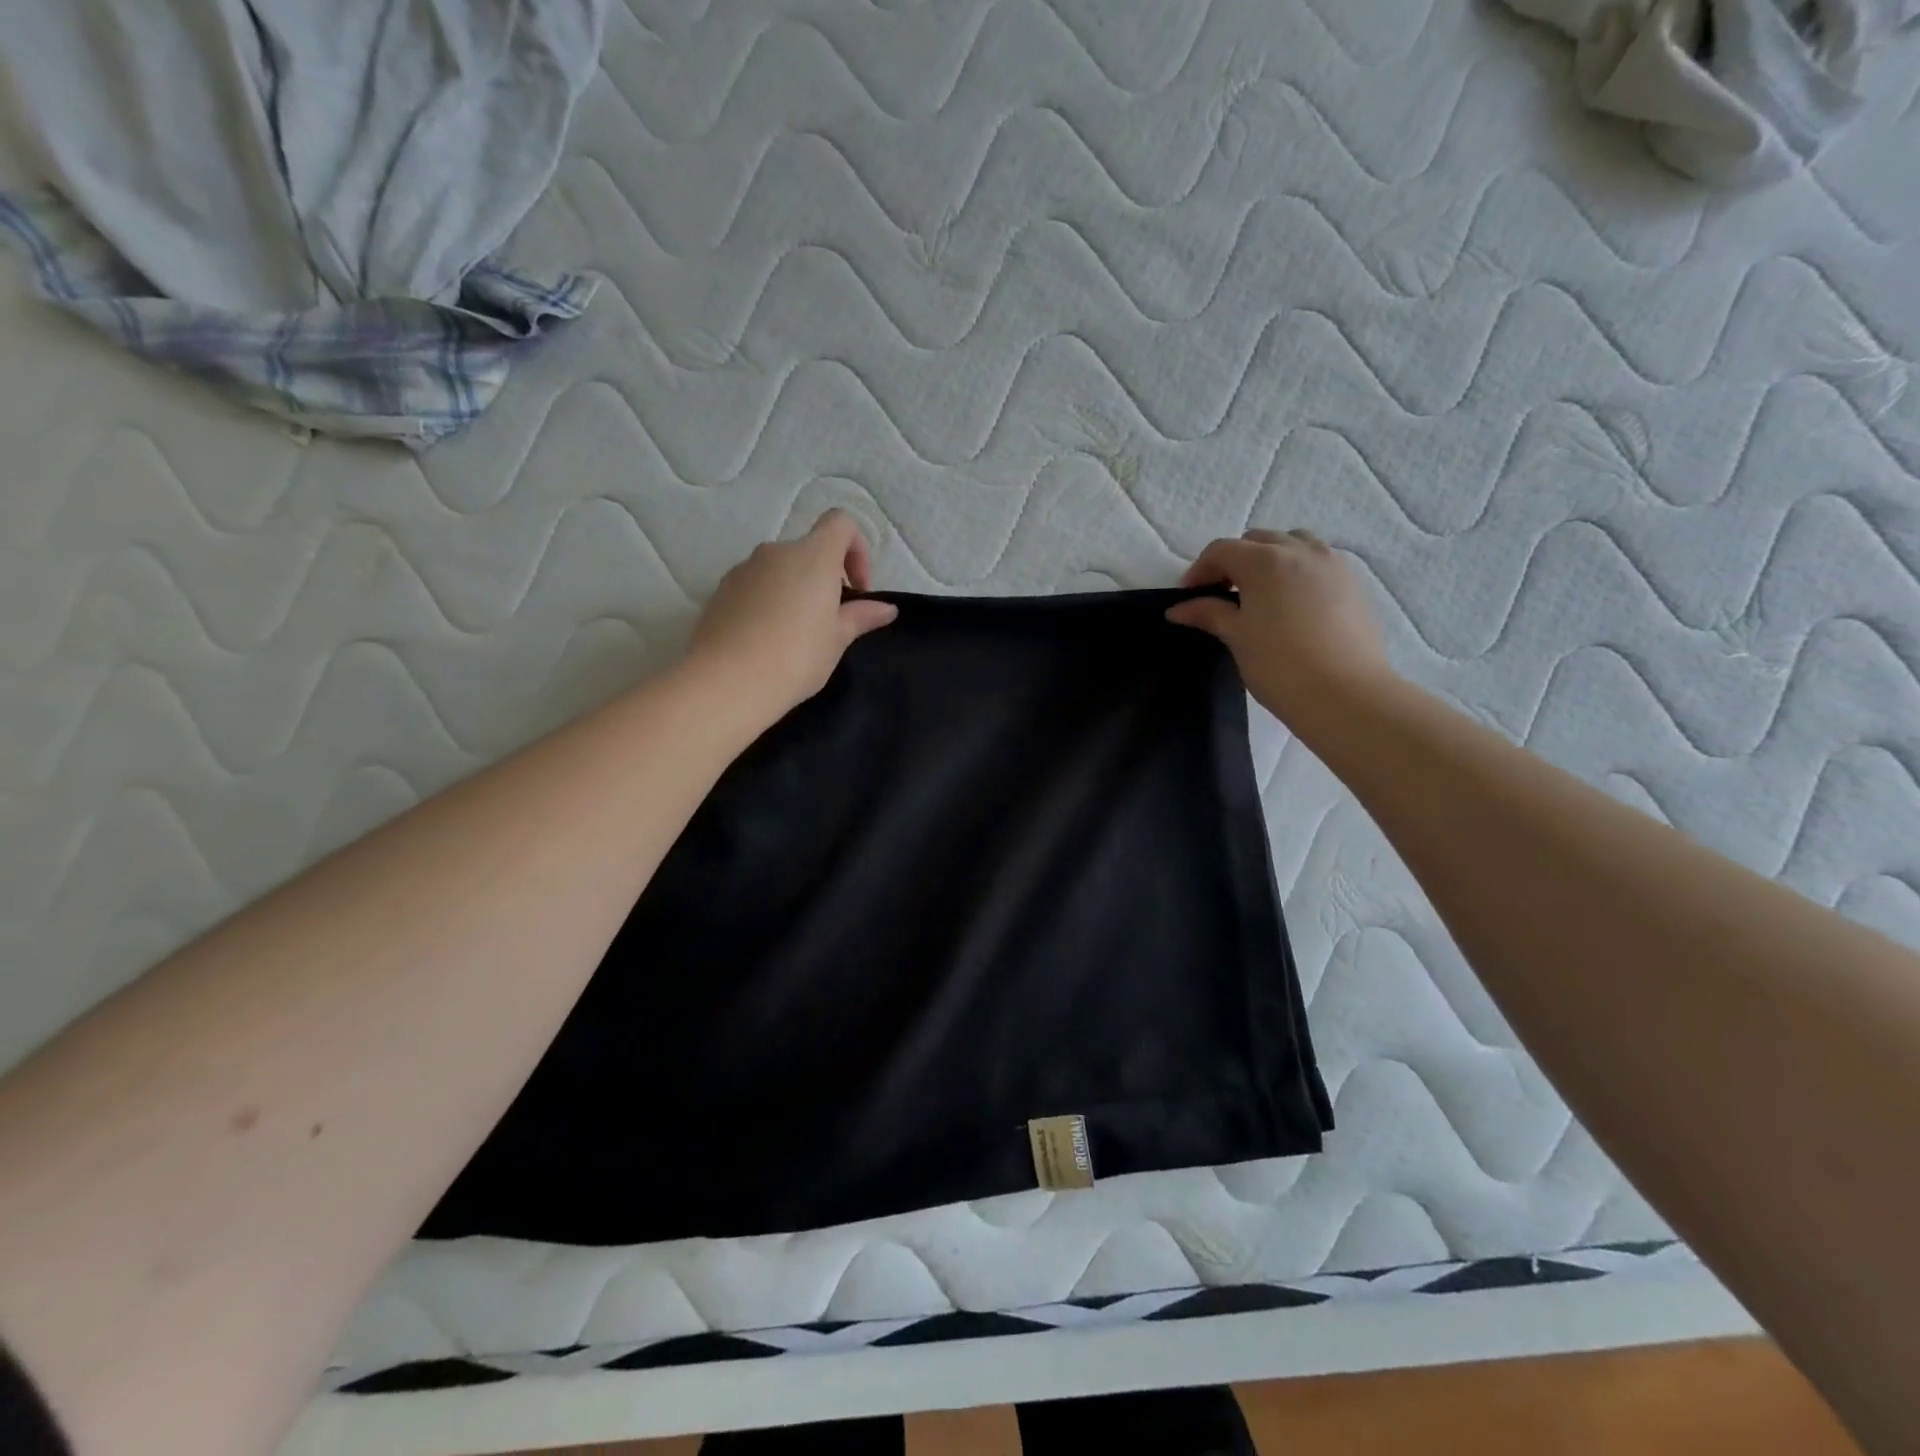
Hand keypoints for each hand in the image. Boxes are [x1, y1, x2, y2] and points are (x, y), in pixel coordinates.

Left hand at [684, 510, 898, 727]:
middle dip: (824, 578)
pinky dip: (767, 602)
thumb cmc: (796, 657)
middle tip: (830, 621)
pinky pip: (754, 586)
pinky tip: (767, 640)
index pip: (840, 523)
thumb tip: (886, 608)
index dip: (857, 549)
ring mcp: (744, 569)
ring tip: (795, 634)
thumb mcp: (837, 639)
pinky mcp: (720, 590)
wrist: (727, 681)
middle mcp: (776, 552)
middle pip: (808, 550)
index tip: (857, 590)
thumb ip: (861, 616)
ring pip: (779, 569)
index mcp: (813, 556)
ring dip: (795, 591)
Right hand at [1166, 529, 1395, 731]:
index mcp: (1265, 560)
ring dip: (1269, 560)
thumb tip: (1177, 609)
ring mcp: (1332, 564)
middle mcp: (1300, 551)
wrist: (1344, 694)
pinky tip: (1291, 605)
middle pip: (1257, 541)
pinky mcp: (1353, 583)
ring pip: (1292, 545)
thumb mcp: (1237, 636)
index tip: (1189, 597)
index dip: (1199, 570)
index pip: (1221, 550)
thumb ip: (1208, 613)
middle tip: (1221, 595)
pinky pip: (1317, 563)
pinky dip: (1297, 572)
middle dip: (1234, 562)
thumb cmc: (1279, 664)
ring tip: (1260, 594)